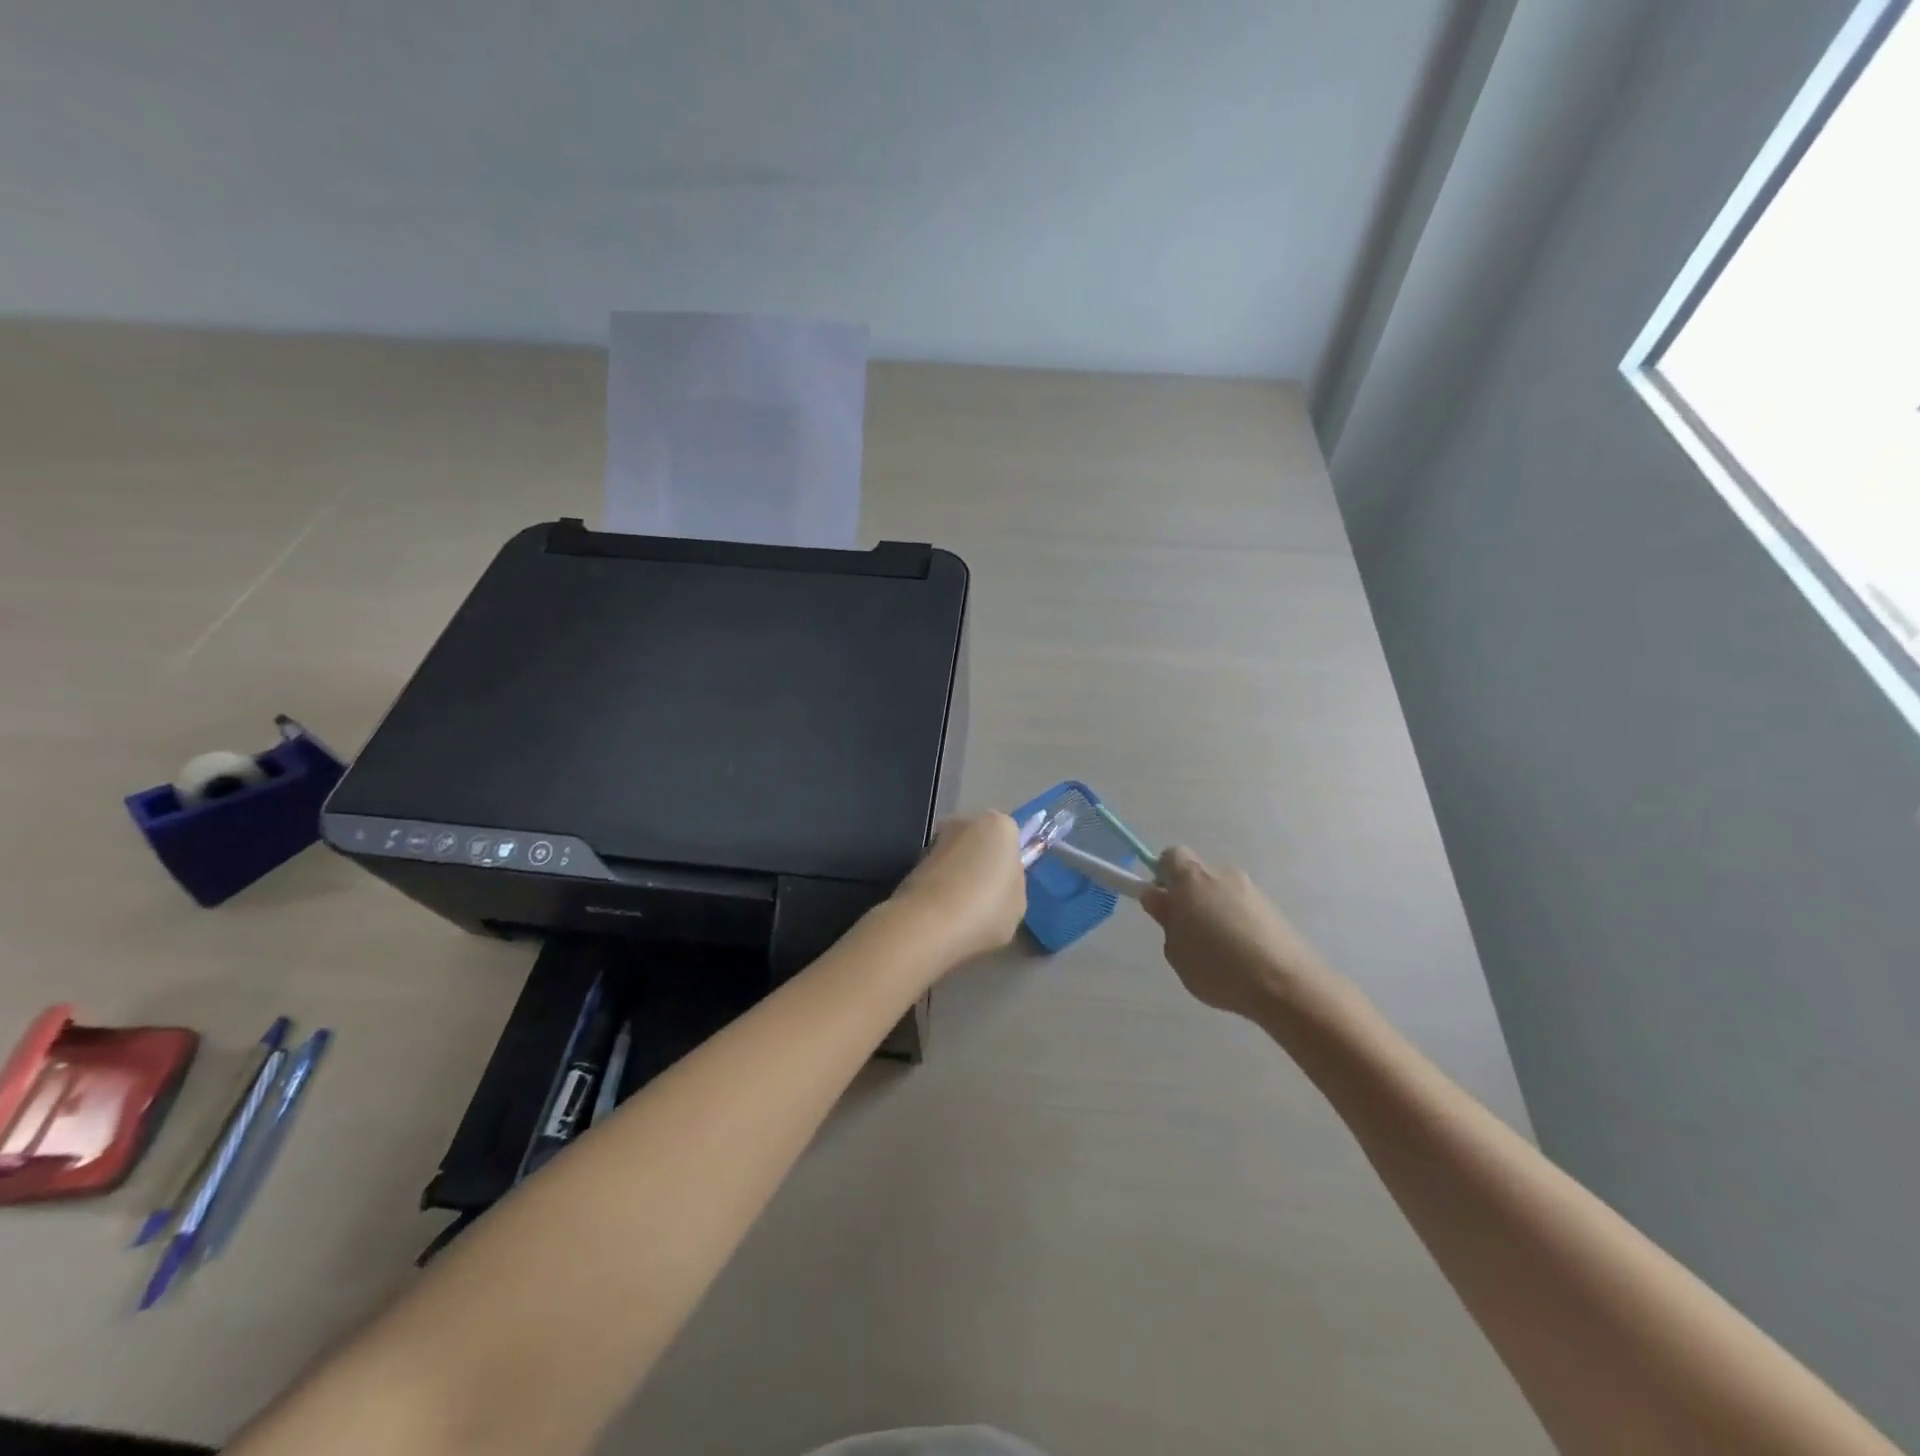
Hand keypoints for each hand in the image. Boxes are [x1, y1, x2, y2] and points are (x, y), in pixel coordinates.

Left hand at [887, 811, 1027, 969]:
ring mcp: (936, 838)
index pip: (1011, 838)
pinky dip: (941, 886)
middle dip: (982, 864)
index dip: (1010, 865)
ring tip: (962, 910)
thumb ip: (1012, 885)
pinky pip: (938, 872)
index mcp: (1001, 826)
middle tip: (986, 899)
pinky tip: (944, 913)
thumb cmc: (986, 909)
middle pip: (981, 842)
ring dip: (959, 874)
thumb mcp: (1019, 905)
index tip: (1006, 889)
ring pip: (957, 856)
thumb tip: (999, 882)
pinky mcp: (913, 859)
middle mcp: (967, 821)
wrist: (928, 925)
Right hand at [1142, 846, 1341, 1022]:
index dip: (1162, 876)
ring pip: (1221, 893)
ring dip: (1214, 911)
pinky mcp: (1273, 909)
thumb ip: (1165, 919)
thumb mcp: (1176, 950)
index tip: (1163, 903)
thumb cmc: (1217, 966)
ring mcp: (1251, 890)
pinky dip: (1236, 923)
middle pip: (1198, 874)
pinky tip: (1240, 956)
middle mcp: (1222, 874)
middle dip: (1189, 896)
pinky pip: (1243, 908)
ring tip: (1217, 951)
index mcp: (1192, 878)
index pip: (1170, 856)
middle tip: (1186, 931)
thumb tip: (1158, 897)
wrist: (1286, 984)